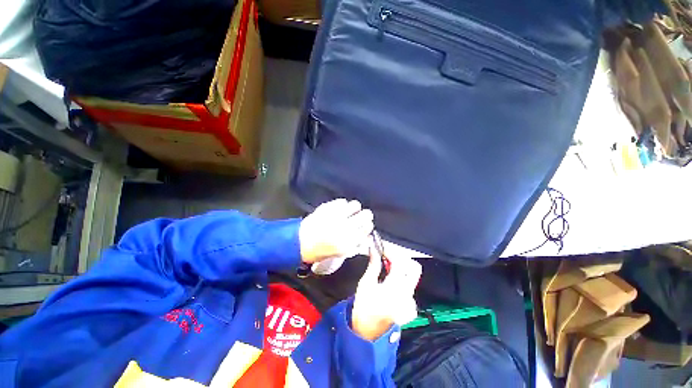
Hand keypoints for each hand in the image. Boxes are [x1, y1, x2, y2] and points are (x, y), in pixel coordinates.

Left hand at [299, 199, 373, 263]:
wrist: (302, 242)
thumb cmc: (323, 250)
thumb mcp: (342, 252)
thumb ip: (357, 244)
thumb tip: (368, 236)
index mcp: (350, 240)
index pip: (368, 227)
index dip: (368, 225)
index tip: (365, 225)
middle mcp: (346, 226)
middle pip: (366, 214)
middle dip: (365, 215)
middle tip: (360, 216)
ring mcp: (336, 215)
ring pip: (356, 204)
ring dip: (354, 208)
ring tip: (349, 211)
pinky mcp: (328, 207)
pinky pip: (342, 201)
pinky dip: (342, 205)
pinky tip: (338, 209)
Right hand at [351, 245, 421, 340]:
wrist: (368, 333)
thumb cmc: (364, 307)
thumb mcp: (365, 283)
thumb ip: (373, 264)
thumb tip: (373, 248)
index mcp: (394, 288)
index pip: (400, 262)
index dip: (391, 252)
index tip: (382, 249)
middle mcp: (407, 294)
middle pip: (414, 268)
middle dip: (402, 259)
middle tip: (389, 258)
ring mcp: (411, 302)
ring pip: (412, 277)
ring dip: (401, 269)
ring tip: (387, 269)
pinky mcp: (412, 308)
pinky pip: (410, 288)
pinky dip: (402, 281)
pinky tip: (390, 284)